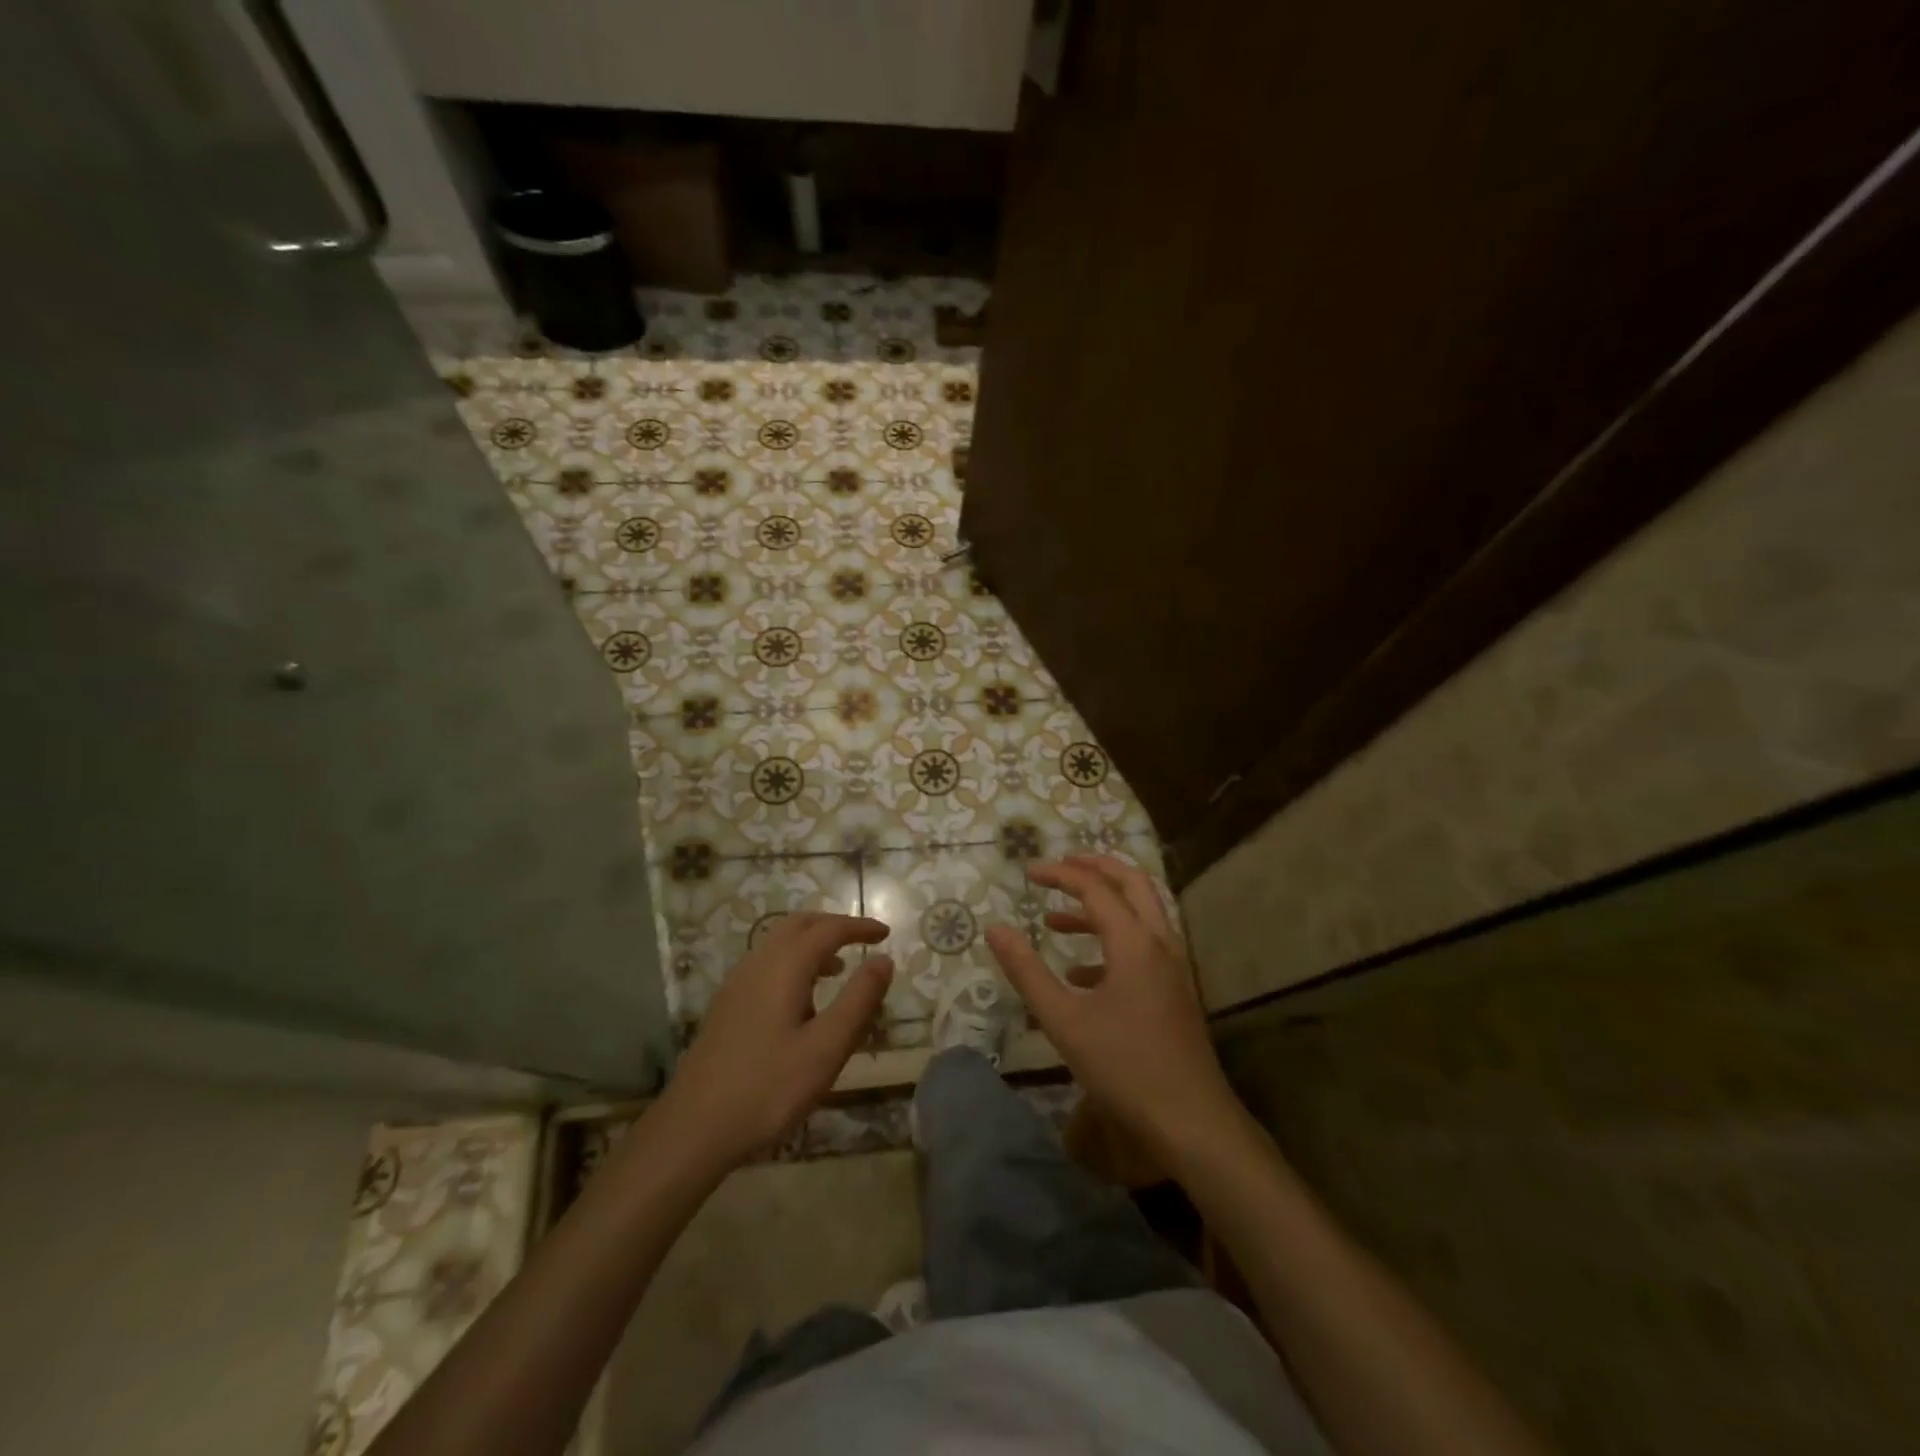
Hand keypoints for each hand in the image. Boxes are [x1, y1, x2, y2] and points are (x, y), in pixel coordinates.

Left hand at [655, 913, 892, 1169]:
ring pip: (778, 943)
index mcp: (784, 967)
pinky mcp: (726, 1006)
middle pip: (798, 925)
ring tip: (839, 969)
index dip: (859, 927)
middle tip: (862, 940)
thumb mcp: (827, 1047)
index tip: (886, 934)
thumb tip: (884, 960)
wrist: (694, 1129)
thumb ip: (859, 1000)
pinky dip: (792, 962)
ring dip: (811, 944)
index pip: (828, 930)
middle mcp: (757, 964)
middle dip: (833, 926)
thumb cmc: (768, 1088)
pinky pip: (765, 964)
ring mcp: (736, 984)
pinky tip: (802, 1000)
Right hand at [987, 855, 1236, 1159]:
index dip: (1059, 874)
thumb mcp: (1064, 1020)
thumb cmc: (1124, 1067)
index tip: (1027, 872)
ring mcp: (1173, 968)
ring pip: (1141, 915)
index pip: (1094, 887)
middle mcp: (1159, 943)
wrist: (1192, 1122)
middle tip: (1060, 865)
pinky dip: (1112, 943)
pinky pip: (1144, 947)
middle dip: (1096, 868)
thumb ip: (1027, 970)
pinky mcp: (1174, 991)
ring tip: (1055, 920)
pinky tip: (1080, 974)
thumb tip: (994, 929)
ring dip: (1102, 907)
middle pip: (1132, 883)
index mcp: (1134, 941)